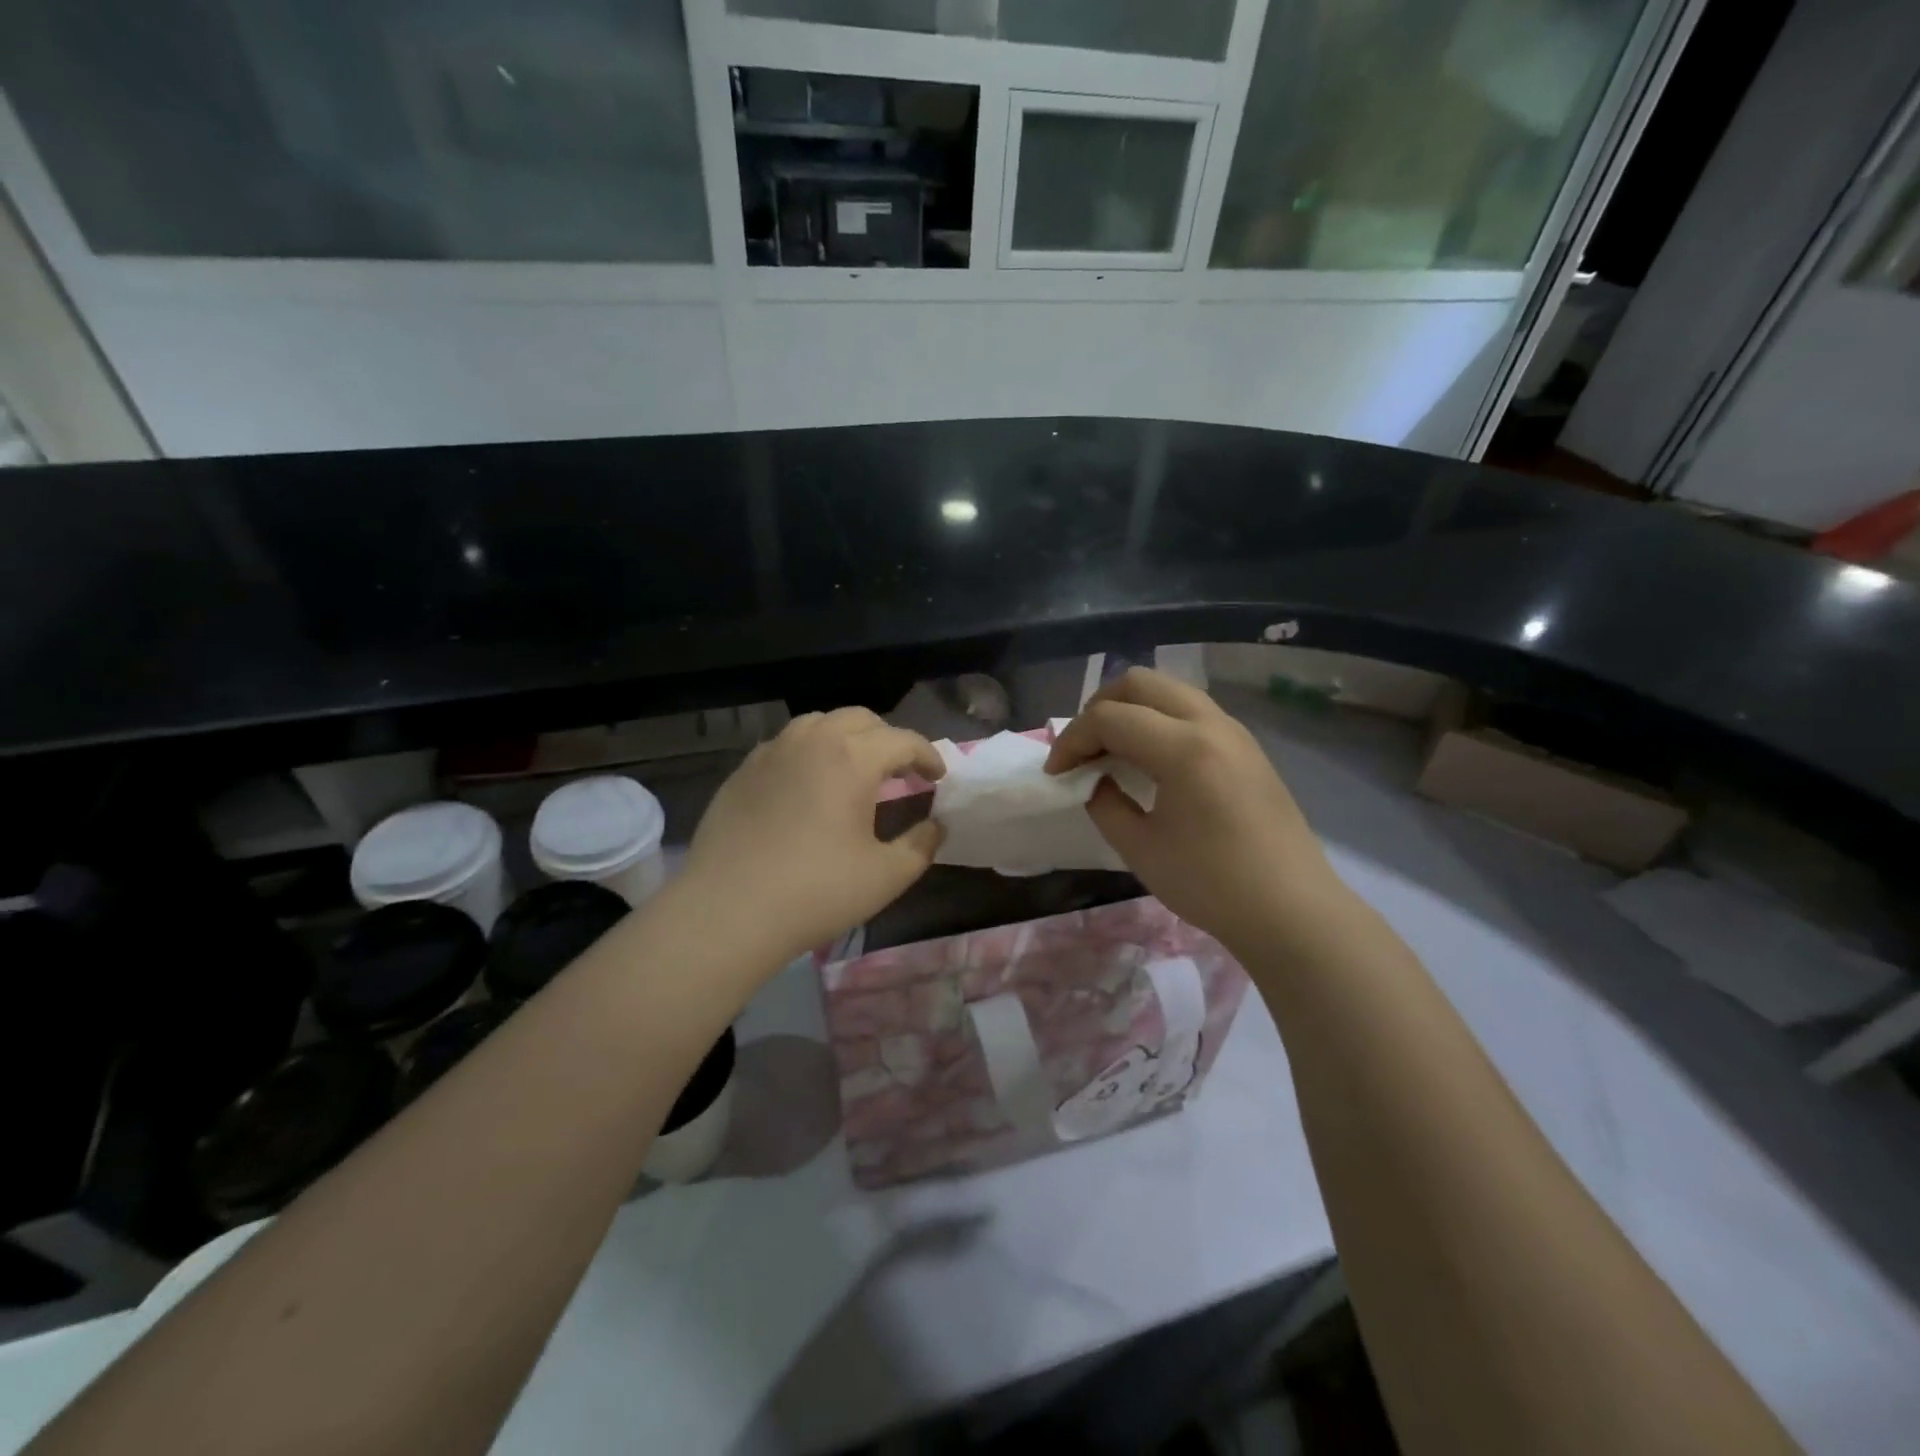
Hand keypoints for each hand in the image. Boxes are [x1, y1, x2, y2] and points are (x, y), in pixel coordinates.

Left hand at [680, 707, 945, 965]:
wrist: (727, 911)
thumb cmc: (816, 892)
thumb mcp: (886, 876)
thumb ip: (921, 845)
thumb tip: (936, 825)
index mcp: (852, 758)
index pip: (903, 740)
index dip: (928, 755)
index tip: (938, 776)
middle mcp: (812, 740)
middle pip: (861, 719)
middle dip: (888, 739)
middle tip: (900, 771)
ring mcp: (772, 752)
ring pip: (819, 724)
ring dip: (846, 738)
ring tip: (854, 769)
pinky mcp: (742, 771)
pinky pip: (786, 745)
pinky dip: (810, 752)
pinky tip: (809, 784)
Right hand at [1046, 668, 1337, 950]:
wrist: (1291, 910)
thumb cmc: (1212, 884)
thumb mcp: (1140, 849)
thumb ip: (1105, 804)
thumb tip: (1095, 780)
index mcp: (1183, 748)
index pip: (1110, 718)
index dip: (1072, 740)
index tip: (1056, 774)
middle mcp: (1211, 724)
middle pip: (1140, 683)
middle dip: (1098, 708)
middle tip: (1082, 749)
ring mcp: (1234, 731)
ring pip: (1169, 690)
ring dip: (1131, 710)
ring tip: (1111, 750)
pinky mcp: (1246, 746)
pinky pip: (1191, 710)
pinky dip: (1158, 720)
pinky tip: (1149, 760)